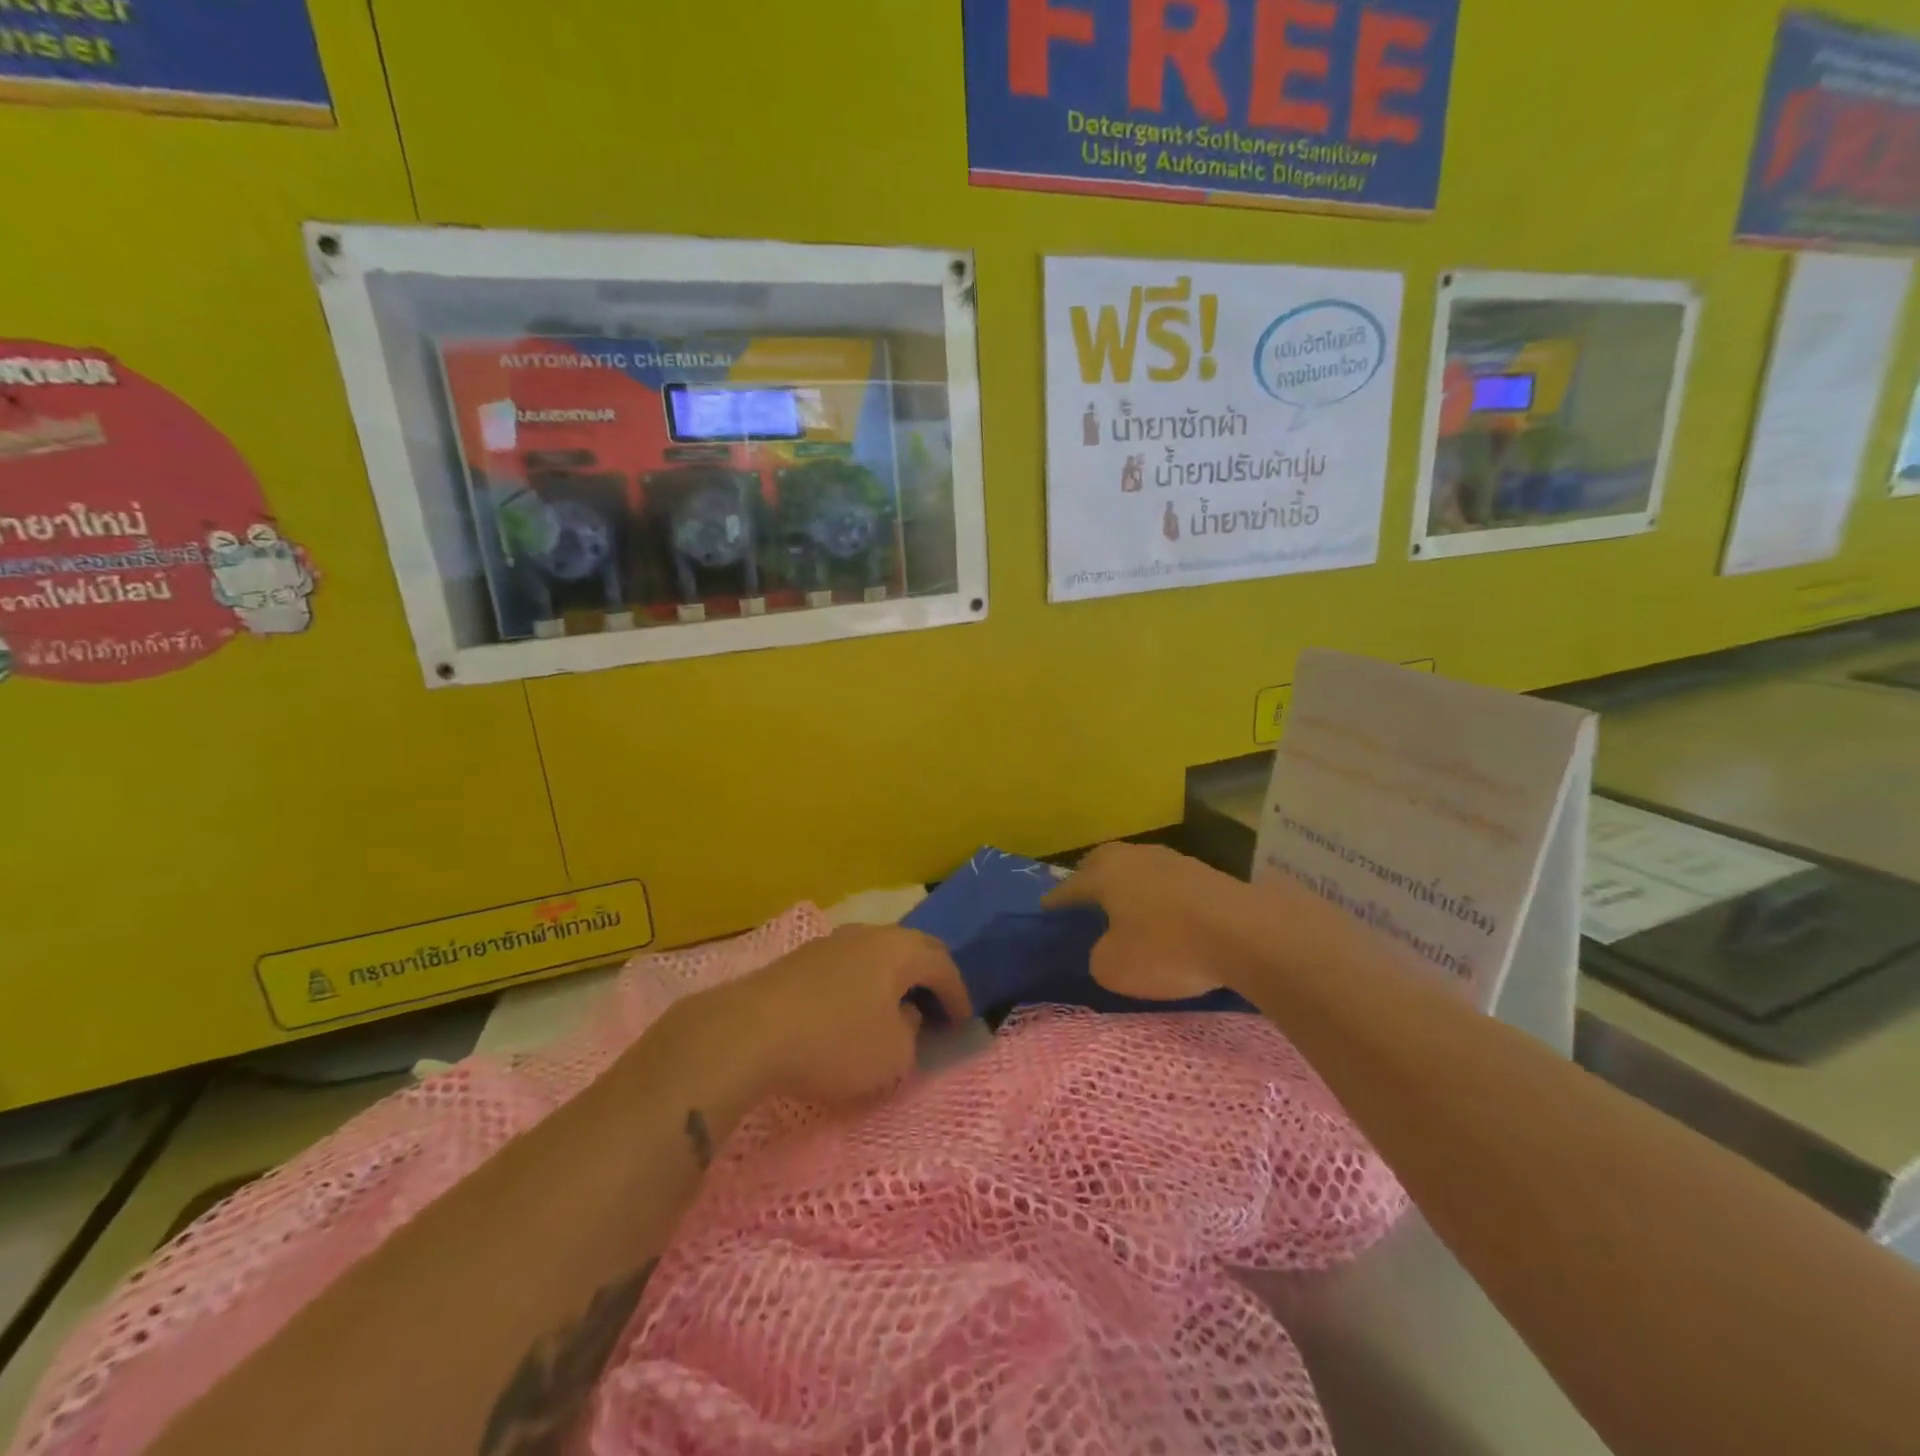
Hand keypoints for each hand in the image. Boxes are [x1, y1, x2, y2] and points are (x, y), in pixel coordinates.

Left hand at [700, 925, 970, 1104]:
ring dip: (893, 979)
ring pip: (876, 954)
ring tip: (895, 1009)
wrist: (748, 1032)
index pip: (943, 964)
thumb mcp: (893, 1055)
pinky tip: (852, 1011)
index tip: (964, 1022)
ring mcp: (830, 942)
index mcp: (899, 949)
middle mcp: (868, 934)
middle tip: (938, 1006)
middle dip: (929, 977)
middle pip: (911, 948)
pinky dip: (862, 985)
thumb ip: (911, 1035)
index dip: (959, 994)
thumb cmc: (835, 1042)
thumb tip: (904, 1017)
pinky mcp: (799, 960)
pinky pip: (847, 966)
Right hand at [1043, 842, 1252, 1000]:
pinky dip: (1159, 895)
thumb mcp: (1115, 968)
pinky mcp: (1206, 873)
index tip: (1046, 907)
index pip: (1071, 886)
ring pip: (1139, 867)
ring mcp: (1174, 860)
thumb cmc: (1167, 947)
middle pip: (1104, 861)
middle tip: (1084, 896)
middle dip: (1091, 877)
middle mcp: (1136, 858)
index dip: (1057, 900)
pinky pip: (1168, 881)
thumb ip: (1099, 956)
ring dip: (1129, 884)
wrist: (1246, 933)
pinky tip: (1164, 912)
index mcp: (1106, 874)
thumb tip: (1107, 947)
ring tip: (1125, 905)